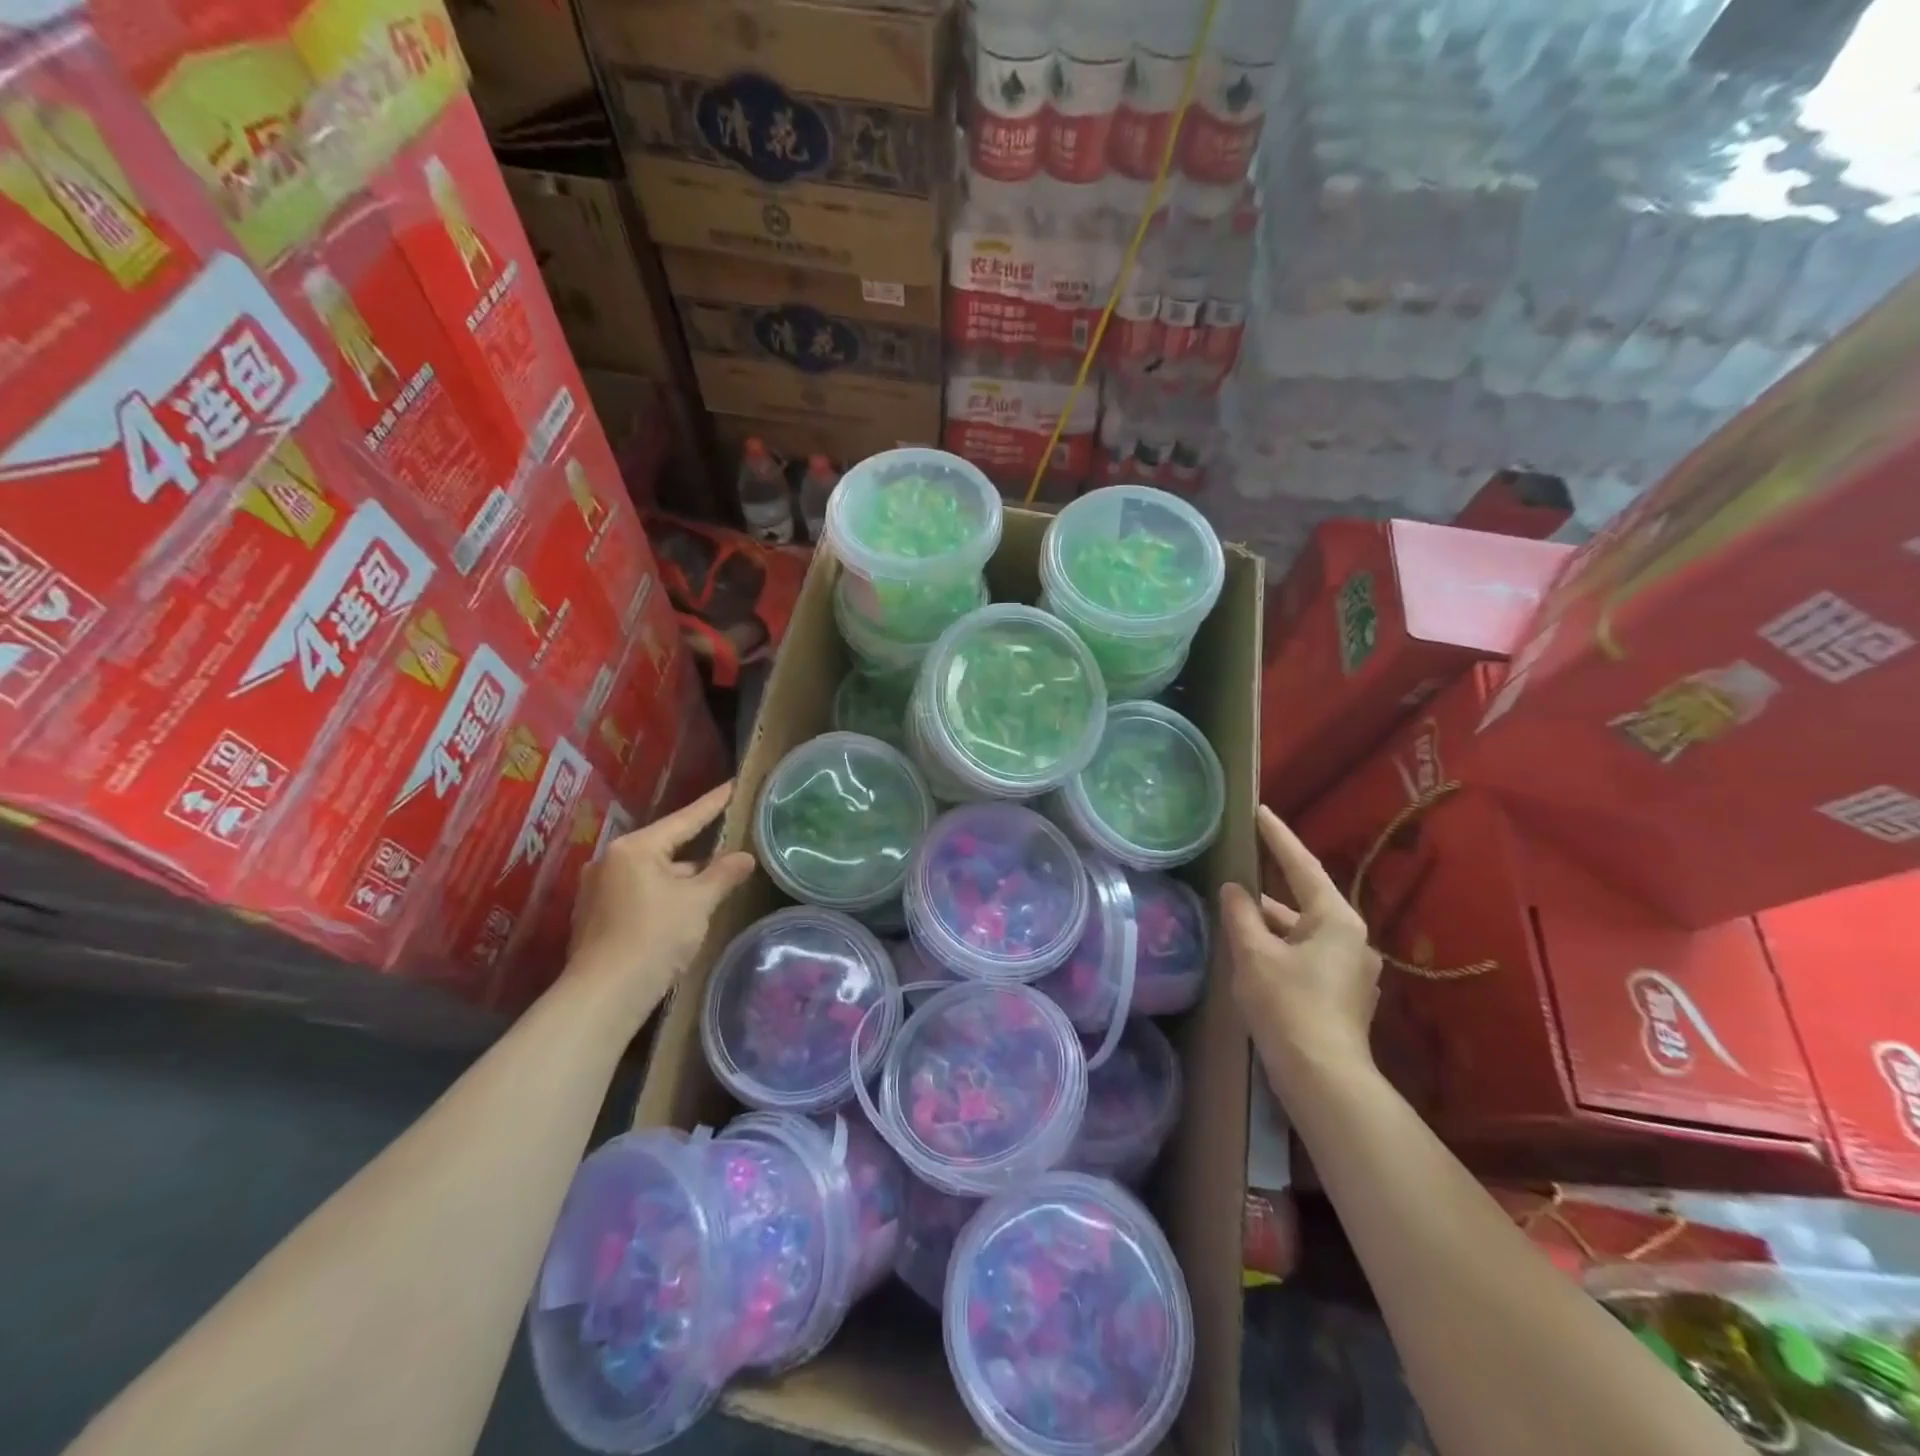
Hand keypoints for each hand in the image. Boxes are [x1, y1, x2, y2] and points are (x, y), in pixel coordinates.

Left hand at [566, 781, 756, 1021]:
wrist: (605, 995)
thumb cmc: (655, 937)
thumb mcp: (698, 902)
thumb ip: (723, 874)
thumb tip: (745, 858)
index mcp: (635, 848)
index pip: (685, 819)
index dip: (713, 804)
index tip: (732, 785)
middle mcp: (611, 860)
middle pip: (666, 848)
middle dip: (698, 853)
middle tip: (729, 846)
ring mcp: (598, 889)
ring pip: (652, 874)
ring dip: (681, 879)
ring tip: (712, 886)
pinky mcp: (595, 916)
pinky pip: (639, 893)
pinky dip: (663, 897)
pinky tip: (682, 911)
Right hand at [1222, 805, 1380, 1092]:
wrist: (1323, 1078)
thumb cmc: (1287, 1005)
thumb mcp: (1253, 954)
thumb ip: (1241, 914)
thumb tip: (1234, 890)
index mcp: (1336, 920)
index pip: (1302, 866)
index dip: (1278, 837)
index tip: (1260, 811)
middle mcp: (1351, 939)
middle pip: (1304, 899)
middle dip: (1271, 884)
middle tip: (1242, 862)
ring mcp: (1351, 969)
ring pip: (1303, 931)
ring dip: (1272, 922)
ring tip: (1236, 910)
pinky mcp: (1342, 995)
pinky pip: (1306, 954)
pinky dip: (1280, 945)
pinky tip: (1254, 952)